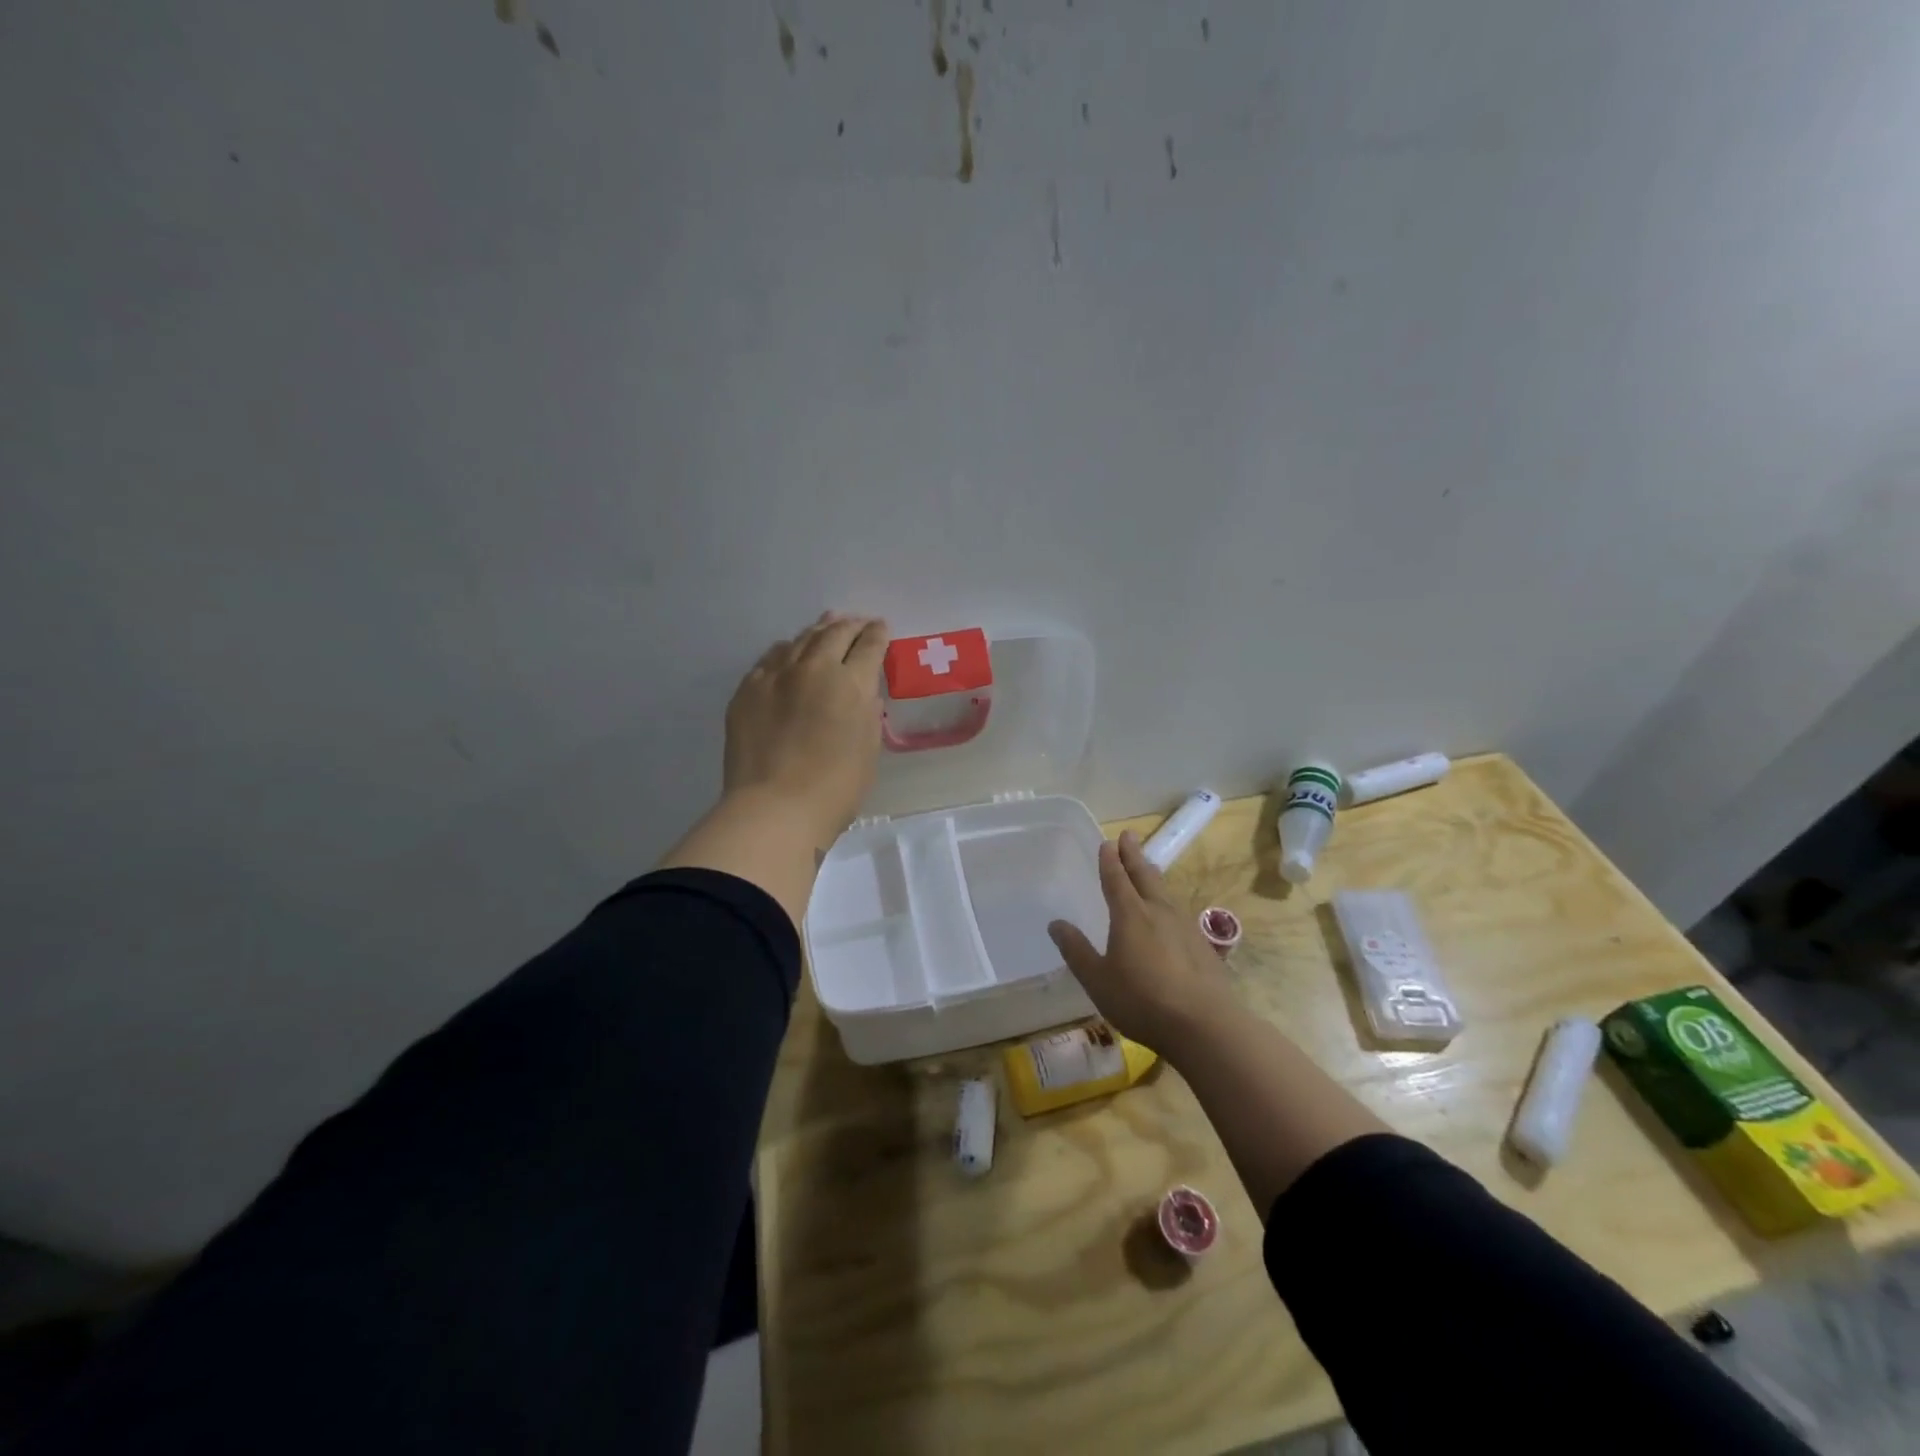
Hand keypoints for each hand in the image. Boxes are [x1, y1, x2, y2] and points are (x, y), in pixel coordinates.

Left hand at [722, 612, 888, 842]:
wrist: (775, 808)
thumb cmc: (835, 789)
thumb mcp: (868, 750)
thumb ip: (867, 715)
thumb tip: (863, 696)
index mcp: (851, 683)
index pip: (869, 646)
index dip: (878, 634)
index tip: (881, 628)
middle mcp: (814, 669)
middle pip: (834, 634)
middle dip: (851, 625)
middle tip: (858, 622)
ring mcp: (776, 676)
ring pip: (800, 640)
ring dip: (818, 632)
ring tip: (826, 627)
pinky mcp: (747, 691)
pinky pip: (770, 659)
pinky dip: (786, 651)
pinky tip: (788, 652)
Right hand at [1048, 830, 1235, 1052]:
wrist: (1205, 1025)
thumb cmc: (1142, 1000)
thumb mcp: (1098, 979)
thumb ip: (1077, 950)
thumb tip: (1056, 923)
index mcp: (1130, 915)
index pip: (1116, 878)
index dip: (1110, 860)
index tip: (1108, 842)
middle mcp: (1158, 911)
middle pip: (1144, 875)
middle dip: (1134, 855)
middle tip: (1129, 835)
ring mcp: (1184, 926)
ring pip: (1165, 891)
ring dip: (1152, 874)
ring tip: (1147, 866)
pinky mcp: (1202, 945)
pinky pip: (1179, 911)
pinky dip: (1168, 900)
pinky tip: (1170, 912)